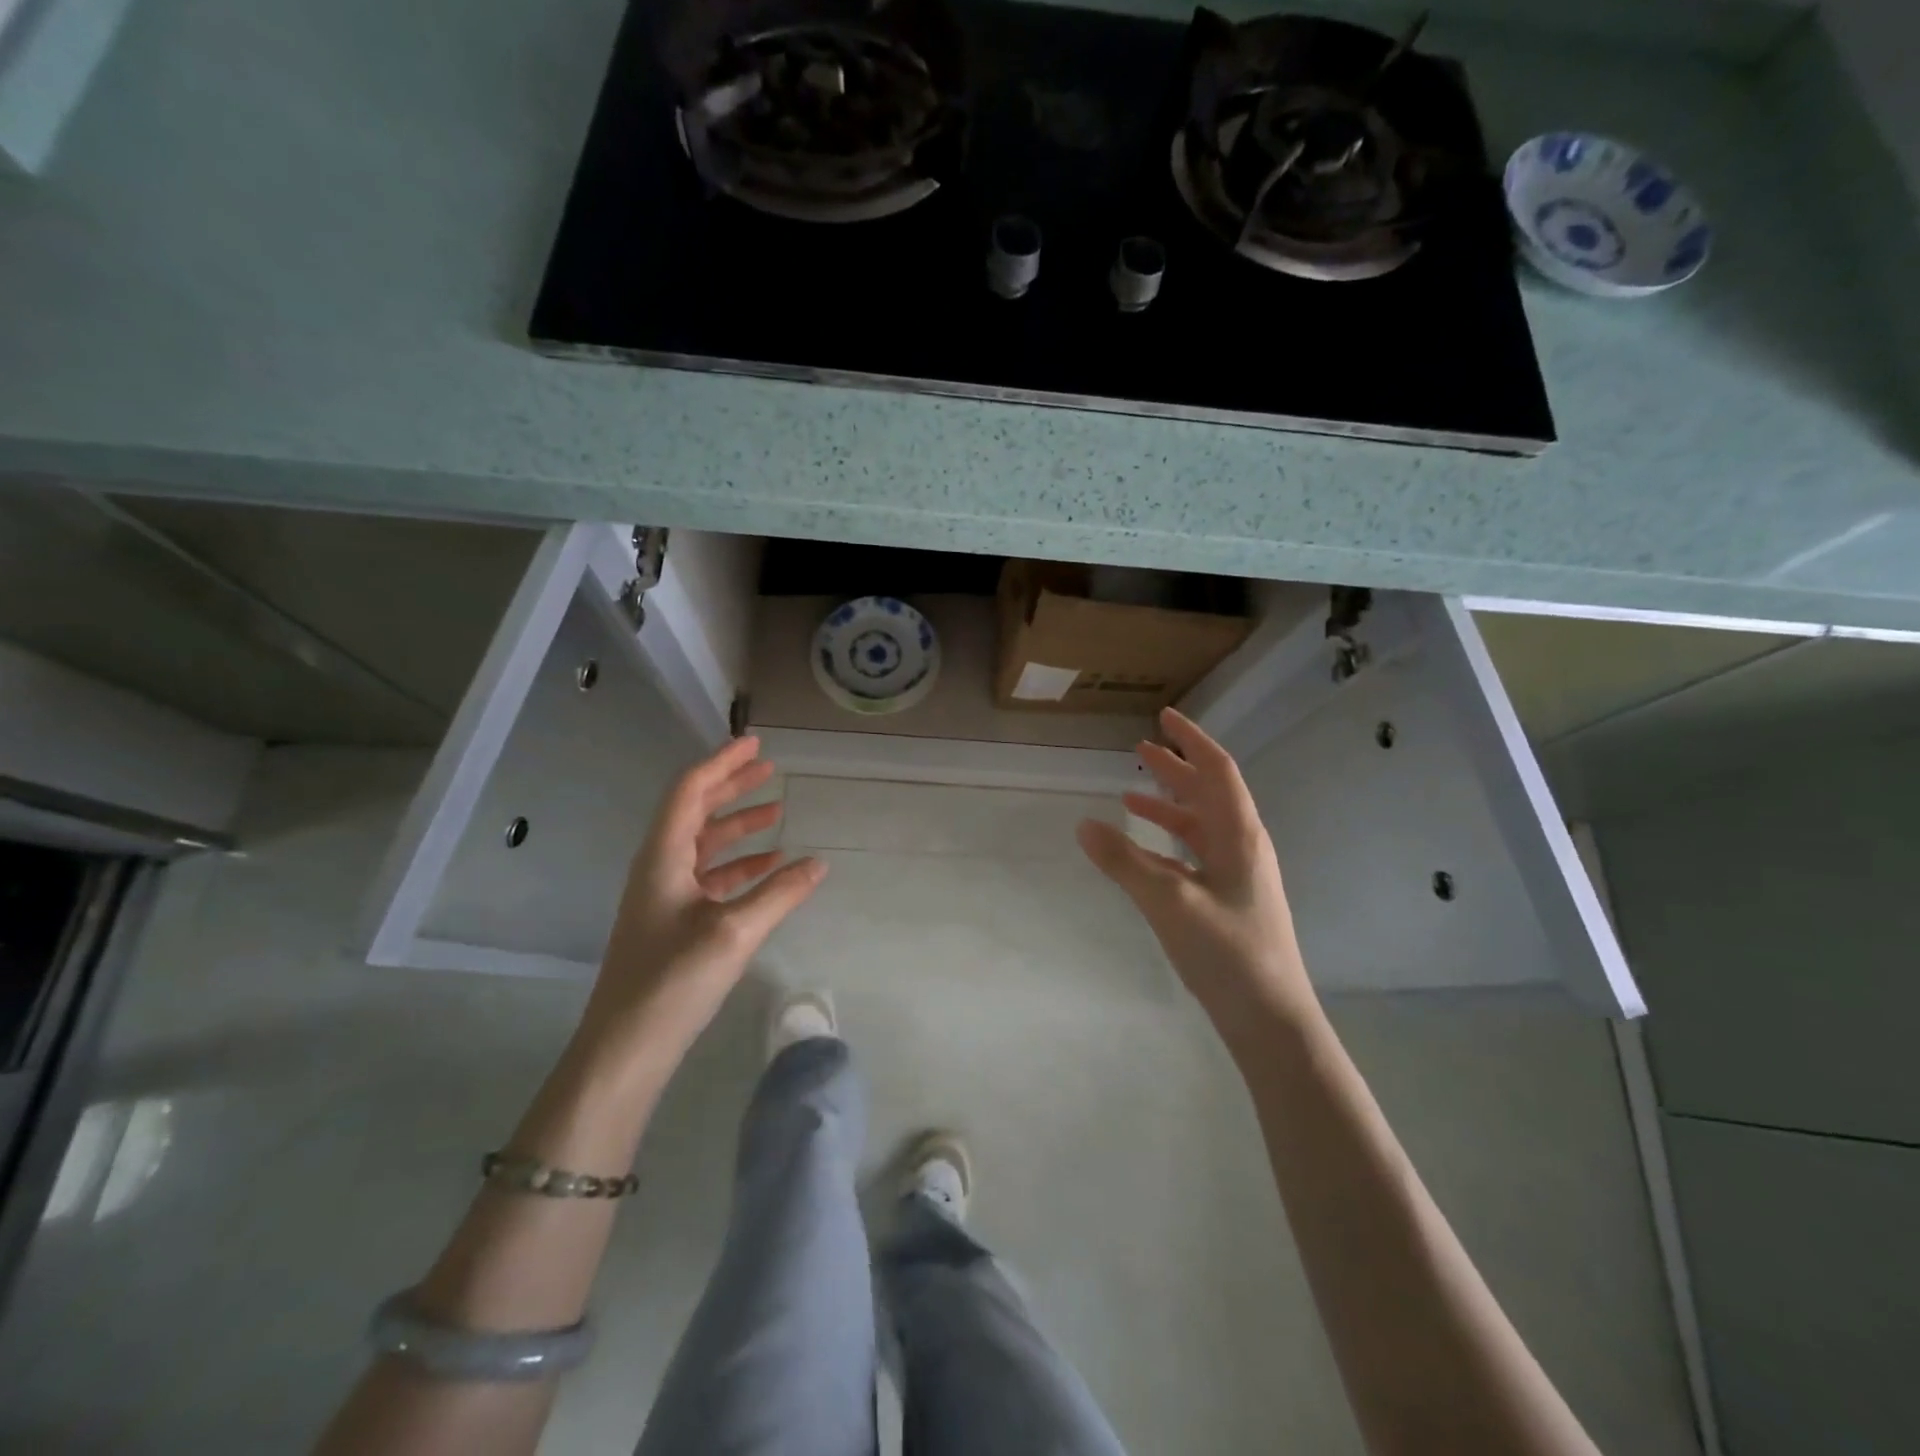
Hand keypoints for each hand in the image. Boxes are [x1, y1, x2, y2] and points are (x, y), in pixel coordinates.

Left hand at [584, 736, 825, 1066]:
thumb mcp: (734, 931)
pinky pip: (710, 877)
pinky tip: (769, 867)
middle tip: (769, 767)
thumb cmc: (673, 980)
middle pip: (695, 812)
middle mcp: (659, 867)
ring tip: (777, 811)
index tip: (755, 743)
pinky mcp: (674, 923)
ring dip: (738, 826)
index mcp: (663, 857)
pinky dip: (739, 865)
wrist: (625, 1048)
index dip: (721, 763)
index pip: (690, 791)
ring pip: (704, 845)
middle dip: (731, 787)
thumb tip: (819, 863)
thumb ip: (780, 893)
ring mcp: (664, 896)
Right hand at [1077, 707, 1317, 1040]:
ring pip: (1201, 824)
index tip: (1164, 716)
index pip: (1217, 771)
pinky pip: (1195, 853)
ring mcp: (1238, 875)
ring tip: (1131, 793)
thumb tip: (1083, 824)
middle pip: (1208, 793)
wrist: (1271, 1019)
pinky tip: (1143, 850)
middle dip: (1176, 767)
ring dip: (1168, 804)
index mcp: (1240, 835)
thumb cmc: (1227, 953)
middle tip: (1140, 748)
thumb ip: (1124, 862)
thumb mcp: (1168, 902)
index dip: (1192, 740)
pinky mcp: (1229, 899)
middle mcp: (1243, 846)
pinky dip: (1168, 841)